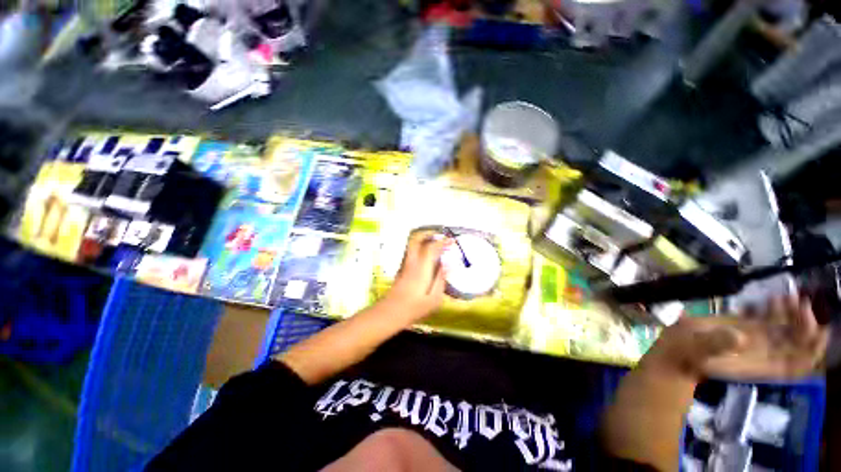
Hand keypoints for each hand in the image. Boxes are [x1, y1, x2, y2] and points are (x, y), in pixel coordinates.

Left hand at [383, 230, 449, 322]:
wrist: (391, 312)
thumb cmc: (415, 308)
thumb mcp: (434, 299)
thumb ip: (441, 280)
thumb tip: (447, 265)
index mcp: (421, 269)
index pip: (431, 248)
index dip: (442, 242)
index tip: (451, 241)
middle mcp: (412, 262)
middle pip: (416, 239)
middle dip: (428, 233)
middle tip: (440, 235)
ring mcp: (405, 264)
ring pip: (412, 243)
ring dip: (424, 239)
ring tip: (435, 242)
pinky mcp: (401, 268)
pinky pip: (411, 250)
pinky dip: (420, 246)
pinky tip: (427, 254)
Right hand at [643, 294, 828, 381]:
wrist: (674, 350)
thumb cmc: (683, 354)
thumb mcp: (696, 350)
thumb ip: (716, 344)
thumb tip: (739, 337)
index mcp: (759, 364)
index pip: (798, 363)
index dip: (813, 348)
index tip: (816, 328)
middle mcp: (765, 353)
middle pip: (799, 343)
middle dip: (806, 324)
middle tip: (800, 303)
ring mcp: (757, 339)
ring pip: (788, 329)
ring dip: (795, 314)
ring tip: (788, 297)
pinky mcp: (747, 327)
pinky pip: (771, 320)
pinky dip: (779, 309)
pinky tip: (774, 298)